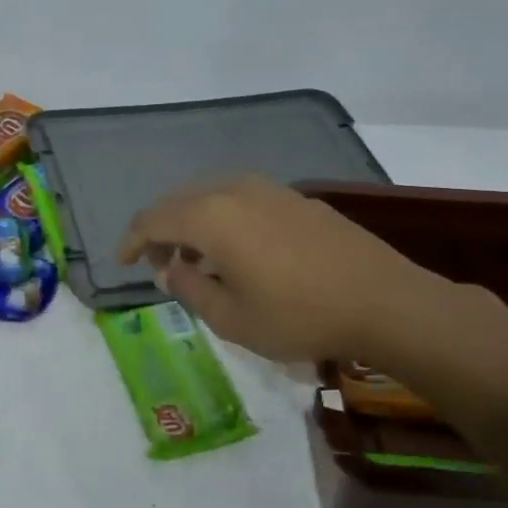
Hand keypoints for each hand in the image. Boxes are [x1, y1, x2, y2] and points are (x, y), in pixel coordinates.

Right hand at [118, 176, 446, 365]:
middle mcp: (234, 190)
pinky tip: (238, 251)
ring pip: (212, 197)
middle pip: (180, 202)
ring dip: (193, 224)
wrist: (385, 302)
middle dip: (161, 231)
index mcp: (210, 216)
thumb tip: (169, 269)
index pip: (152, 219)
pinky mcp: (296, 199)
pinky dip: (224, 220)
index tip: (122, 264)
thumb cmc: (298, 315)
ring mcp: (269, 190)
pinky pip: (241, 200)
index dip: (131, 241)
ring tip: (197, 259)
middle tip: (160, 265)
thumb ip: (189, 288)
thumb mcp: (231, 318)